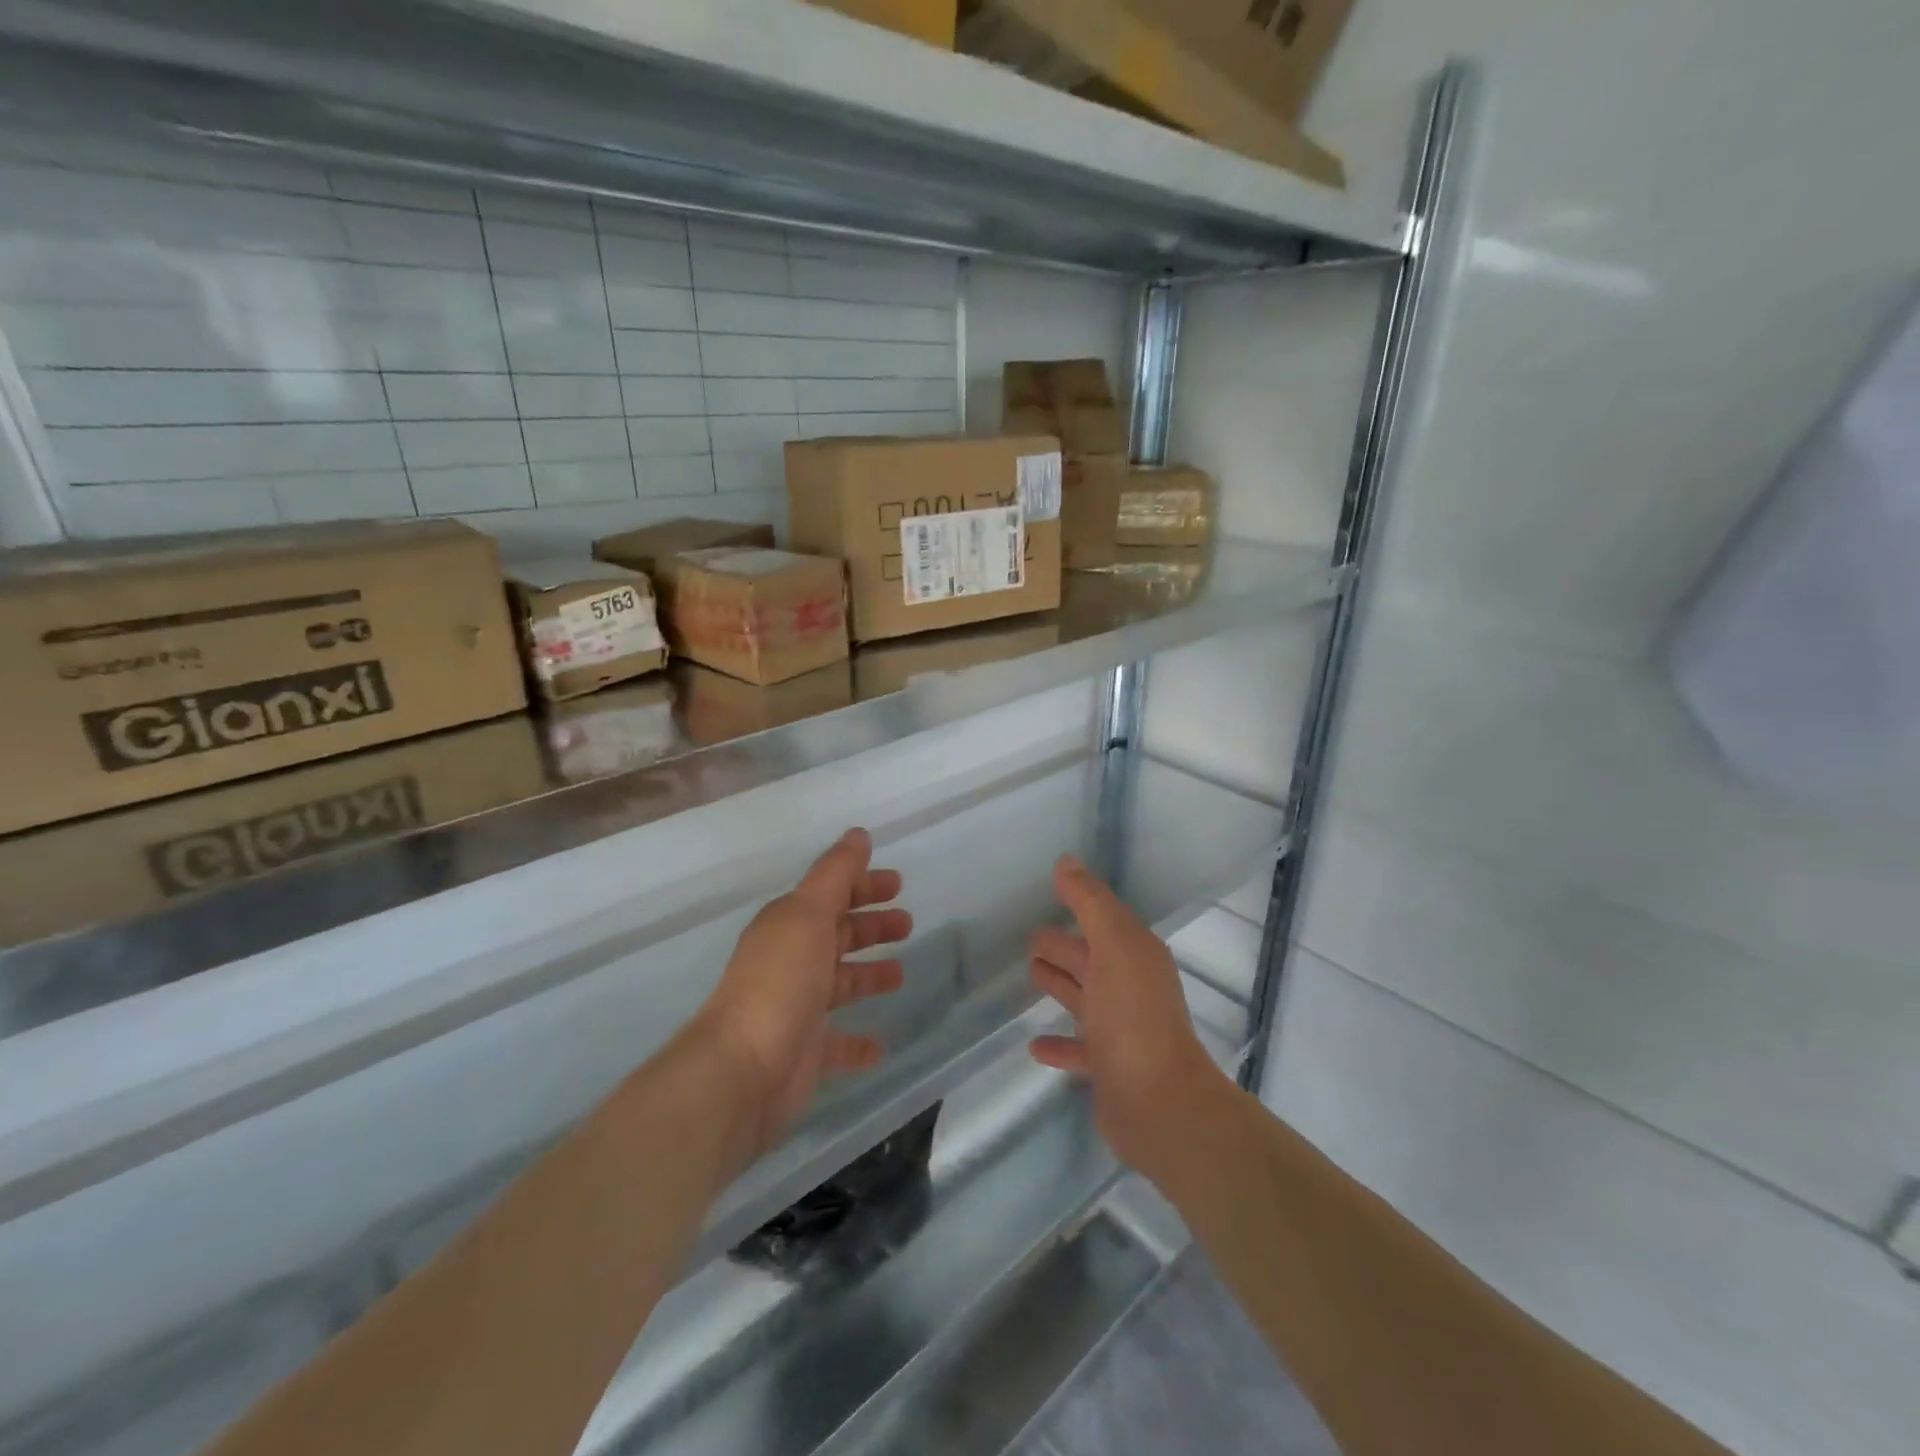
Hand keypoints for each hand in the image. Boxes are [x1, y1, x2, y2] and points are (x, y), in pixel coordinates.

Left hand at [696, 828, 910, 1155]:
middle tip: (907, 923)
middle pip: (837, 936)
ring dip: (868, 976)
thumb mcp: (809, 914)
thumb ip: (835, 873)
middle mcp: (791, 961)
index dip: (863, 885)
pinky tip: (880, 1044)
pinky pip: (837, 1043)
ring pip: (840, 984)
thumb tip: (858, 834)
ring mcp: (797, 1008)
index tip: (898, 883)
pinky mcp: (805, 1052)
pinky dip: (858, 1042)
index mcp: (789, 926)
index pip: (830, 895)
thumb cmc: (780, 982)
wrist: (742, 1071)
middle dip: (871, 926)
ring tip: (901, 974)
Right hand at [1028, 854, 1229, 1179]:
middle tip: (1027, 940)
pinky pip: (1077, 1049)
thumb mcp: (1112, 946)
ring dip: (1060, 986)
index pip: (1103, 921)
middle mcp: (1130, 987)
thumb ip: (1089, 902)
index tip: (1047, 893)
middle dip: (1063, 946)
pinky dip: (1058, 1044)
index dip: (1079, 905)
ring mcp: (1120, 1030)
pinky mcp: (1108, 1068)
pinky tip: (1034, 1045)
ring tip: (1030, 975)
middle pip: (1089, 958)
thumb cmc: (1133, 1016)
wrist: (1158, 1104)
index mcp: (1135, 955)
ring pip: (1083, 999)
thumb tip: (1066, 861)